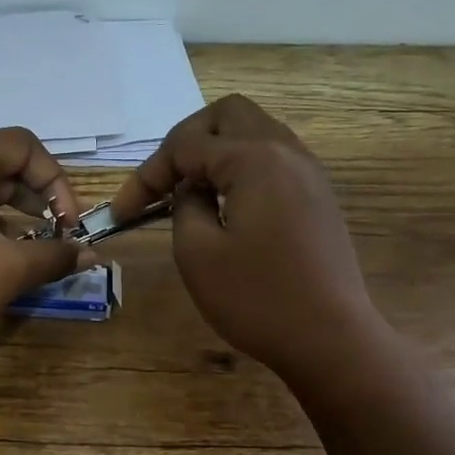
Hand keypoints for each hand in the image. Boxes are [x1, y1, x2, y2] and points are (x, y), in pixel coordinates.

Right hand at [109, 95, 379, 376]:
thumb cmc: (257, 298)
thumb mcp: (198, 253)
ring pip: (253, 131)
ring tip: (189, 191)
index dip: (146, 176)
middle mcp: (286, 151)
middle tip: (164, 181)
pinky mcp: (317, 195)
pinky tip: (225, 204)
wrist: (332, 340)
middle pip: (227, 115)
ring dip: (215, 151)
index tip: (121, 213)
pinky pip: (272, 157)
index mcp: (255, 159)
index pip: (185, 145)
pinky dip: (240, 167)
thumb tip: (190, 190)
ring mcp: (308, 171)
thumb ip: (184, 206)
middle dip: (186, 140)